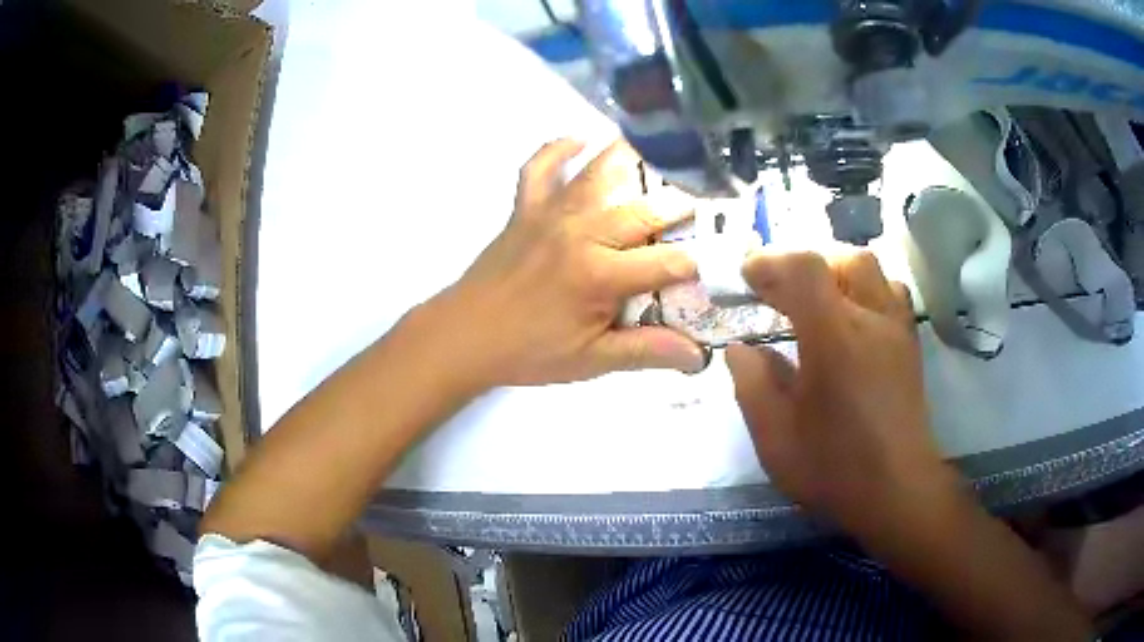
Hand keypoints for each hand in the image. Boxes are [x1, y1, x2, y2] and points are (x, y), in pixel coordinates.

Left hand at [427, 139, 706, 389]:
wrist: (465, 335)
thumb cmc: (529, 351)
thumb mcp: (591, 360)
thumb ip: (647, 351)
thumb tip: (698, 356)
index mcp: (600, 275)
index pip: (667, 262)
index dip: (697, 264)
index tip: (716, 263)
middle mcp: (581, 232)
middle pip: (643, 210)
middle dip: (680, 207)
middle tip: (704, 205)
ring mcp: (550, 213)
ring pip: (597, 174)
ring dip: (631, 159)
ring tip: (663, 150)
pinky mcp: (525, 208)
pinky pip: (540, 167)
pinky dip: (558, 149)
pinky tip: (578, 139)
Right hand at [726, 250, 954, 537]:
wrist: (897, 493)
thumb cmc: (834, 468)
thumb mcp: (775, 437)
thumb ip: (753, 384)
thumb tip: (741, 349)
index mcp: (835, 338)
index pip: (804, 269)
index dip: (770, 262)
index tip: (746, 277)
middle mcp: (872, 320)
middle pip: (842, 259)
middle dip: (805, 265)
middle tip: (780, 292)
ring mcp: (897, 330)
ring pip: (872, 271)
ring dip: (838, 272)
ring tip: (816, 300)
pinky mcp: (910, 346)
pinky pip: (889, 294)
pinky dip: (865, 290)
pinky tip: (852, 319)